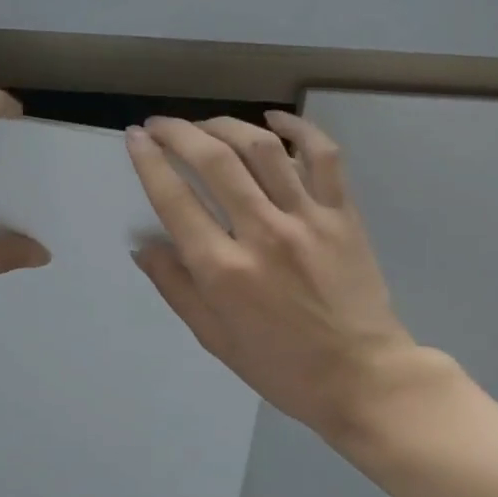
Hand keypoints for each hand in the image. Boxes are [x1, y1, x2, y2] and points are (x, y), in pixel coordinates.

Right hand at [125, 113, 430, 445]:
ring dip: (226, 125)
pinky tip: (274, 118)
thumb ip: (177, 288)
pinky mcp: (343, 214)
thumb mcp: (215, 339)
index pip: (175, 199)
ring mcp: (308, 218)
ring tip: (206, 124)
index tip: (135, 138)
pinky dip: (298, 128)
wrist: (362, 378)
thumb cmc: (282, 368)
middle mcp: (262, 233)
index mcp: (224, 271)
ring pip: (262, 148)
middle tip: (161, 124)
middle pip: (214, 161)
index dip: (149, 161)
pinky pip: (323, 156)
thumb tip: (145, 245)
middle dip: (179, 132)